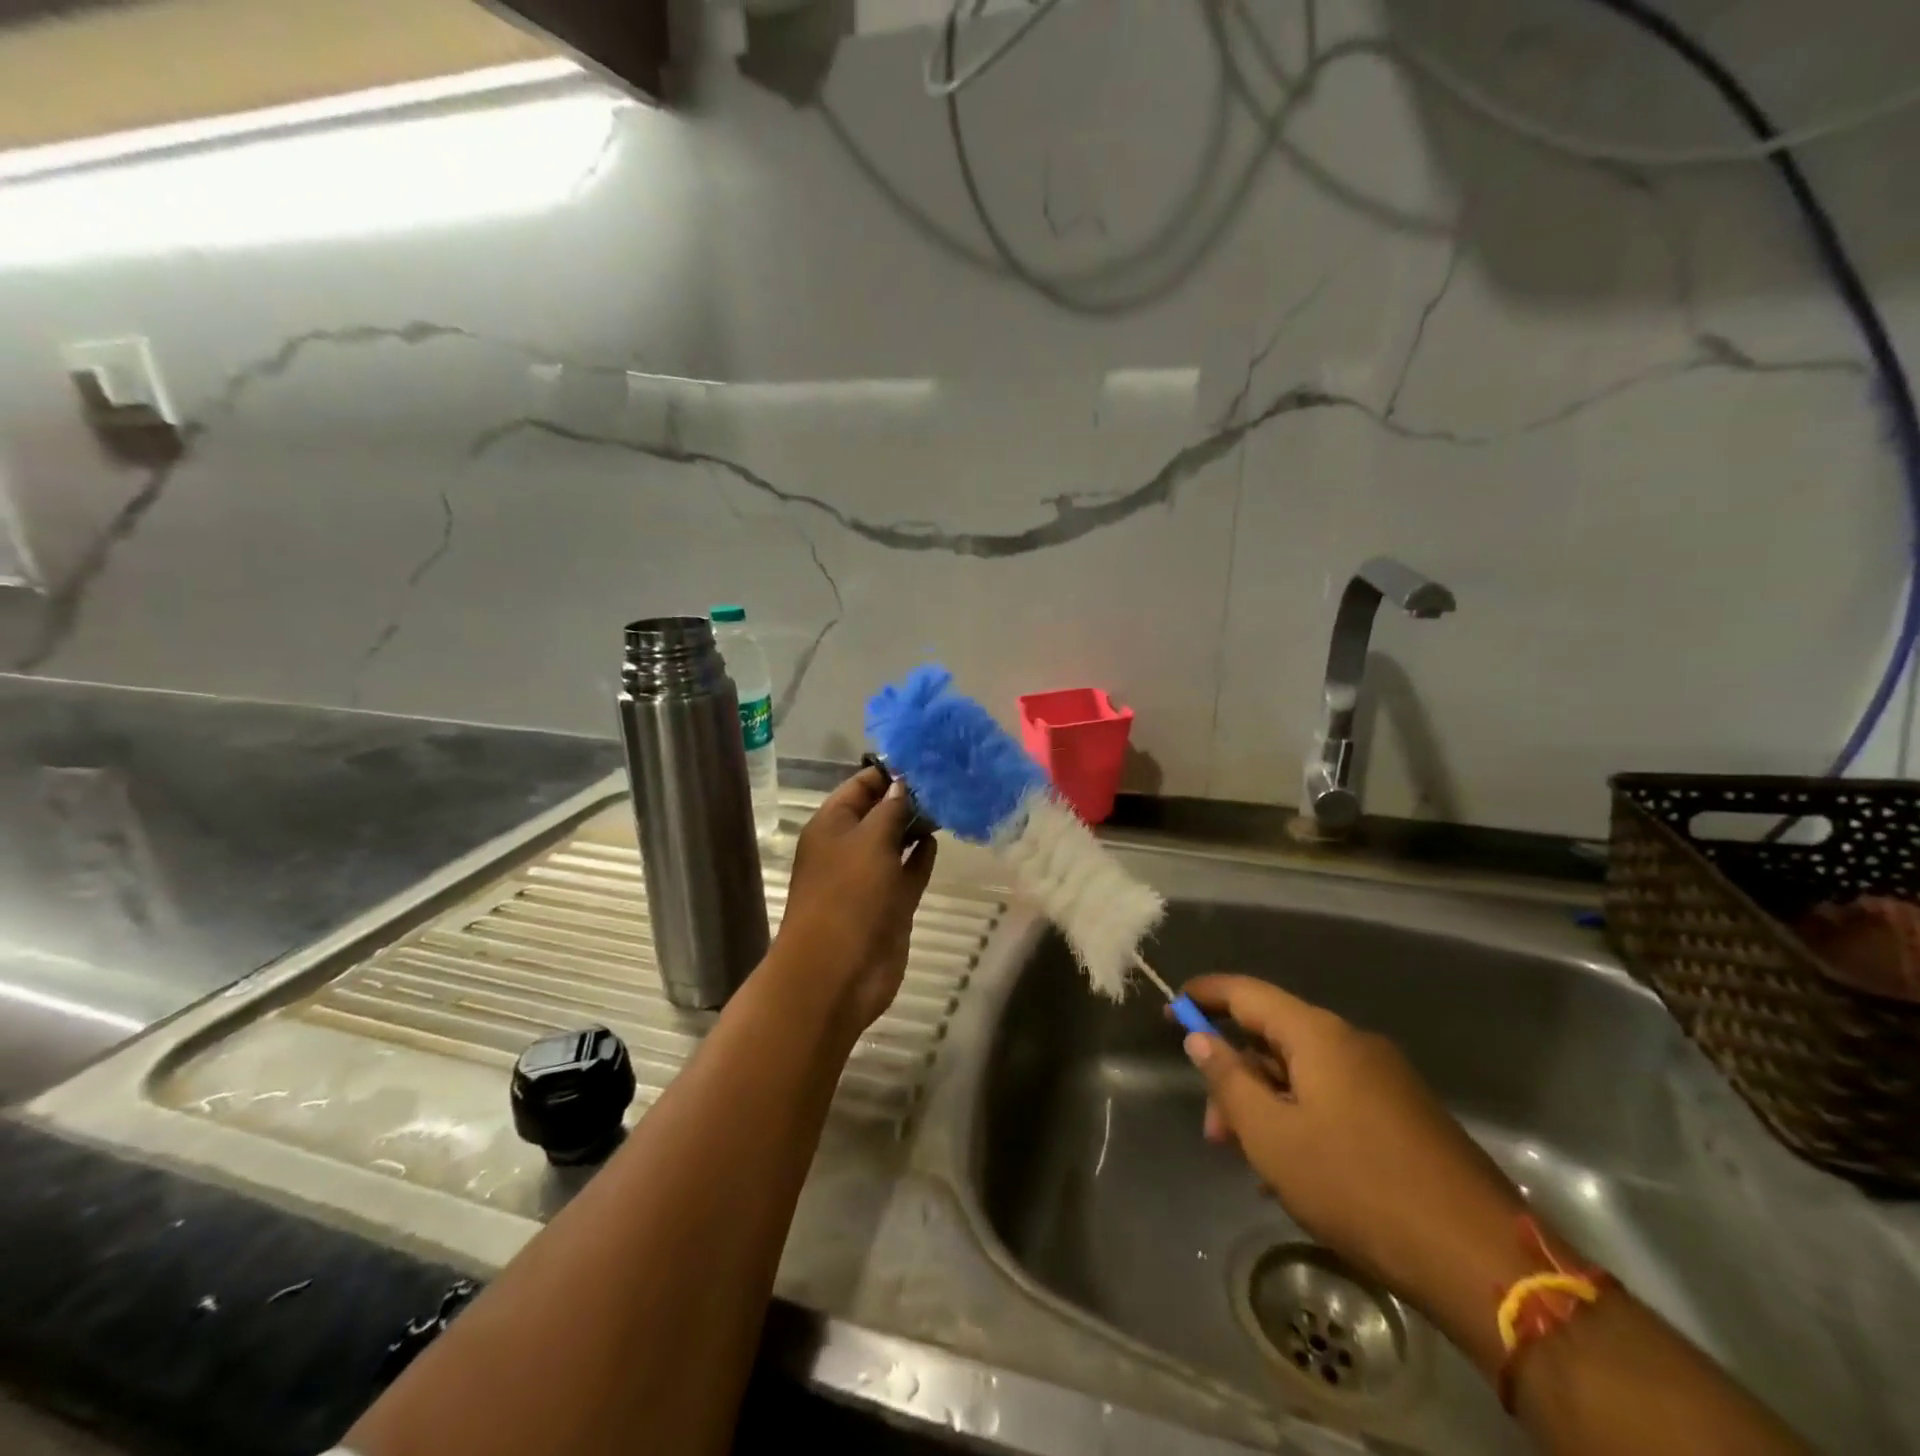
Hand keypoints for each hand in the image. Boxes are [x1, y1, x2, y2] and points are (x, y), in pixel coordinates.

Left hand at [772, 768, 937, 1033]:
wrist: (839, 971)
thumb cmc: (849, 895)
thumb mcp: (870, 840)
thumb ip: (892, 809)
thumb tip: (904, 784)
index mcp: (831, 825)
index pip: (861, 785)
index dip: (890, 772)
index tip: (926, 758)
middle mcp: (848, 846)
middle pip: (880, 812)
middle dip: (909, 797)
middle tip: (948, 778)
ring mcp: (869, 877)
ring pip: (896, 842)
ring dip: (917, 825)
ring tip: (950, 802)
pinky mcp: (889, 904)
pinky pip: (907, 871)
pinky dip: (920, 856)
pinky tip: (938, 840)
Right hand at [1182, 974, 1531, 1371]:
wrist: (1479, 1258)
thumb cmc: (1357, 1186)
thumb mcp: (1273, 1137)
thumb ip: (1229, 1080)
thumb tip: (1200, 1037)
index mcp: (1319, 1035)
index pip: (1247, 993)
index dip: (1204, 996)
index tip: (1170, 1008)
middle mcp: (1353, 1042)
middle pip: (1275, 1039)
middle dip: (1237, 1077)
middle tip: (1215, 1130)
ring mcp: (1386, 1078)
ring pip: (1305, 1074)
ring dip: (1269, 1107)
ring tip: (1254, 1165)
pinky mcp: (1407, 1114)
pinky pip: (1336, 1099)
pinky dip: (1304, 1120)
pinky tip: (1298, 1174)